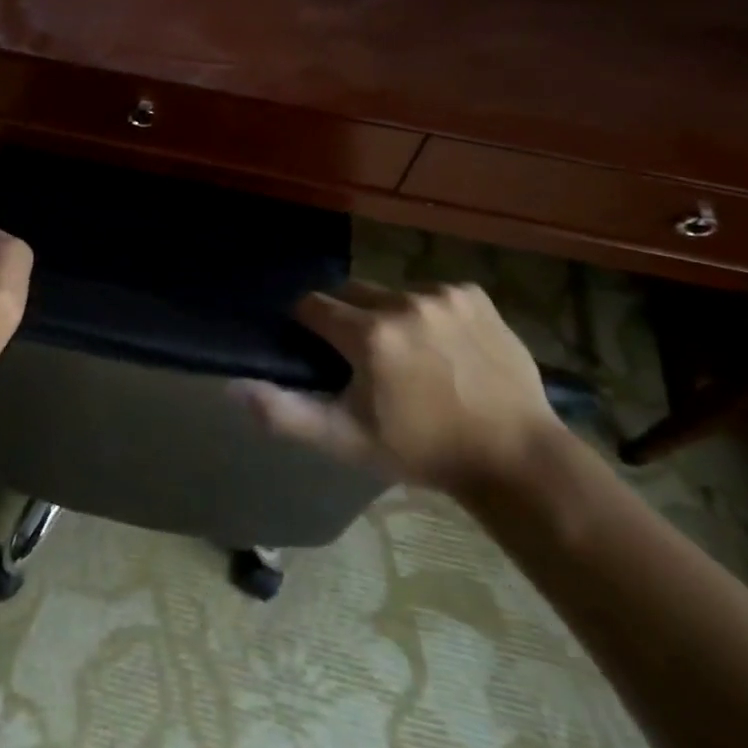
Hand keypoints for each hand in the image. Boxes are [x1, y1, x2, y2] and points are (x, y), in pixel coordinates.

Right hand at [231, 280, 560, 496]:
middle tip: (363, 357)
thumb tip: (233, 387)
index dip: (309, 326)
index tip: (320, 350)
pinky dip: (429, 312)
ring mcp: (443, 294)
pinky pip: (433, 292)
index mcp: (369, 335)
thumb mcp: (345, 440)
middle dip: (348, 318)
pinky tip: (445, 346)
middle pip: (352, 292)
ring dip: (390, 314)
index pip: (313, 305)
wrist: (514, 455)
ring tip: (409, 355)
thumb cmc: (421, 450)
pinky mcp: (475, 295)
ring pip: (392, 292)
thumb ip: (284, 412)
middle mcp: (403, 301)